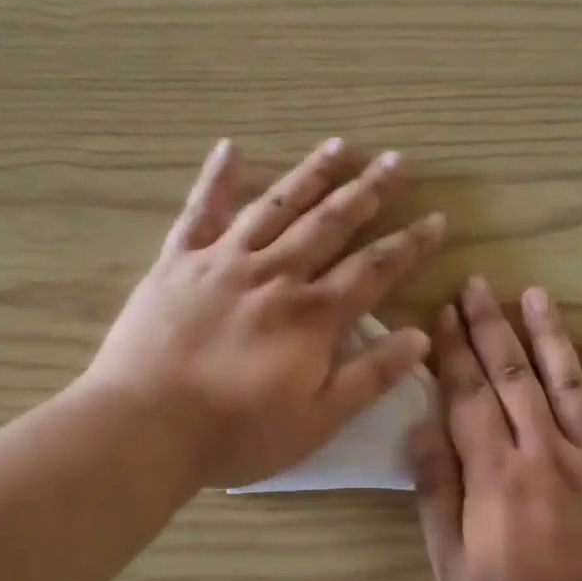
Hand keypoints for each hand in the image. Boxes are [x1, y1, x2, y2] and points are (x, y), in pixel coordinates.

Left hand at [86, 139, 445, 490]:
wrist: (145, 427)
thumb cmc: (236, 434)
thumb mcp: (317, 420)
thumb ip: (369, 376)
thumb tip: (420, 337)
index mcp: (312, 316)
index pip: (374, 269)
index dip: (409, 244)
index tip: (436, 217)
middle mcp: (275, 275)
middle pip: (330, 224)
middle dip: (368, 191)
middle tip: (397, 160)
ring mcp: (223, 262)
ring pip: (276, 205)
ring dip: (311, 175)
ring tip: (339, 146)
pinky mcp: (177, 263)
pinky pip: (199, 211)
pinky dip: (216, 178)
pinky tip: (230, 147)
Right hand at [414, 278, 581, 580]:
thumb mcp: (453, 568)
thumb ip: (437, 495)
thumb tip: (421, 430)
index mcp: (496, 476)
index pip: (468, 398)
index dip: (453, 354)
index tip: (441, 316)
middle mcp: (545, 454)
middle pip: (514, 379)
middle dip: (491, 329)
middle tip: (477, 286)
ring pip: (568, 383)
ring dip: (548, 335)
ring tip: (534, 294)